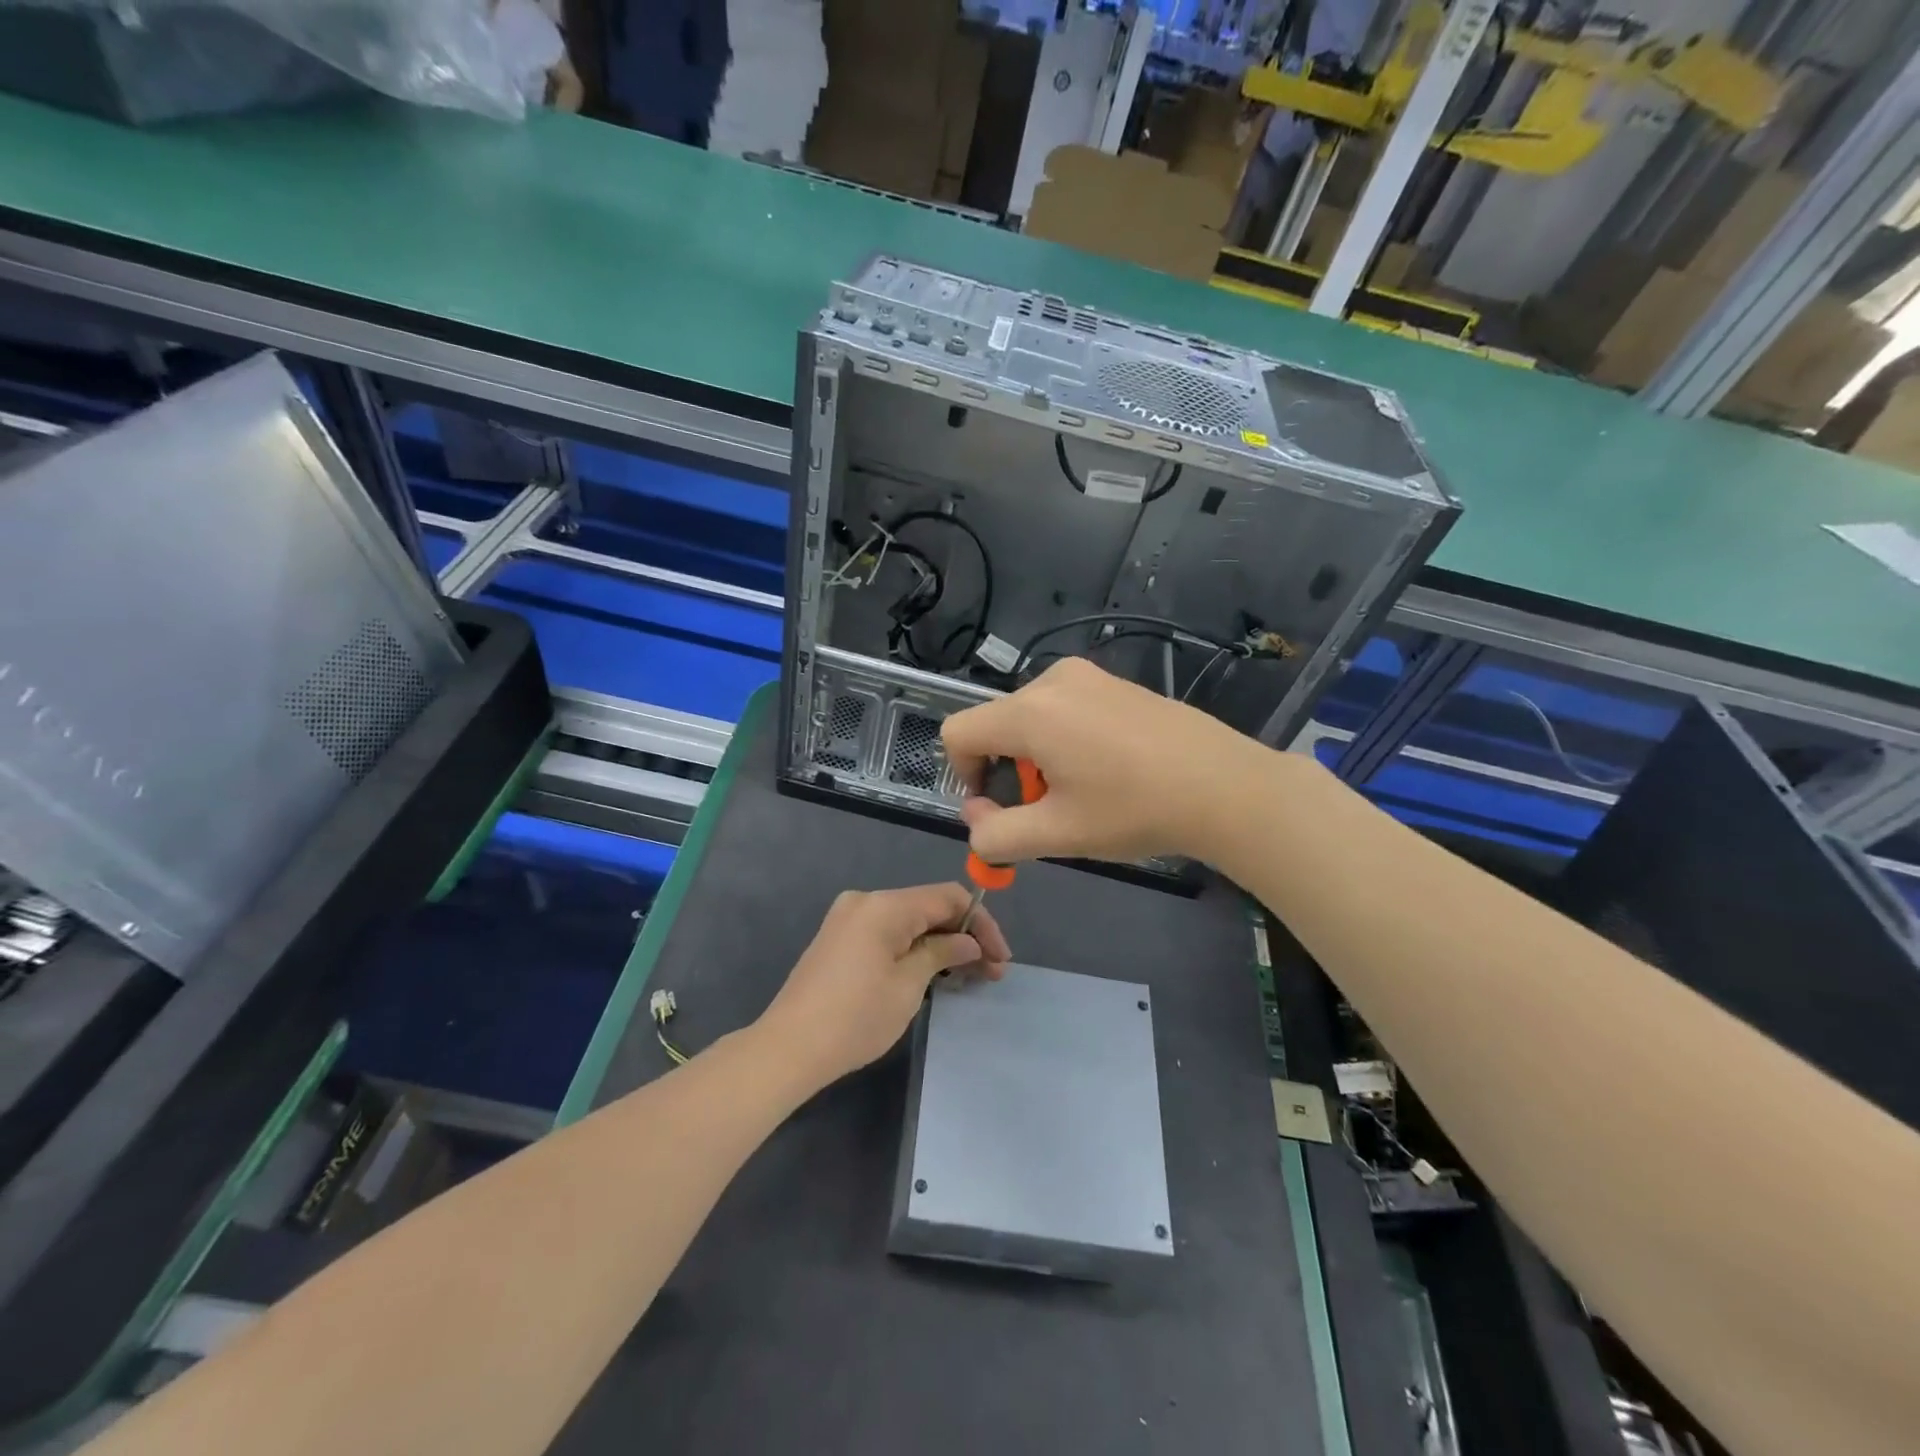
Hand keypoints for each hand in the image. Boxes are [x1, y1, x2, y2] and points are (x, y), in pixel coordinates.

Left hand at [757, 884, 1011, 1088]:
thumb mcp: (908, 985)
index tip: (1001, 958)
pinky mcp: (839, 939)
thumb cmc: (856, 1017)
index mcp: (884, 905)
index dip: (981, 923)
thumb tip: (969, 942)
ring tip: (968, 977)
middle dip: (963, 936)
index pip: (948, 897)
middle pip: (928, 906)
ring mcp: (848, 918)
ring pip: (909, 921)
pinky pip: (888, 933)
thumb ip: (942, 954)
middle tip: (991, 972)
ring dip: (941, 944)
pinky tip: (933, 973)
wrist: (788, 1048)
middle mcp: (865, 901)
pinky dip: (914, 948)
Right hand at [941, 657, 1269, 864]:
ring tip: (1081, 791)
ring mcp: (1088, 675)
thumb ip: (996, 835)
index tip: (999, 807)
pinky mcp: (1114, 682)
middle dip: (1006, 770)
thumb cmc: (1135, 810)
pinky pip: (1063, 708)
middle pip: (995, 725)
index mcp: (1030, 712)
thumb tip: (976, 821)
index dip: (964, 775)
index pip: (958, 732)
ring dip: (1036, 757)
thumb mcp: (1057, 834)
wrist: (1225, 786)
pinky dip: (1063, 740)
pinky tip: (1107, 769)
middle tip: (1048, 808)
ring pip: (1030, 717)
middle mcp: (1052, 680)